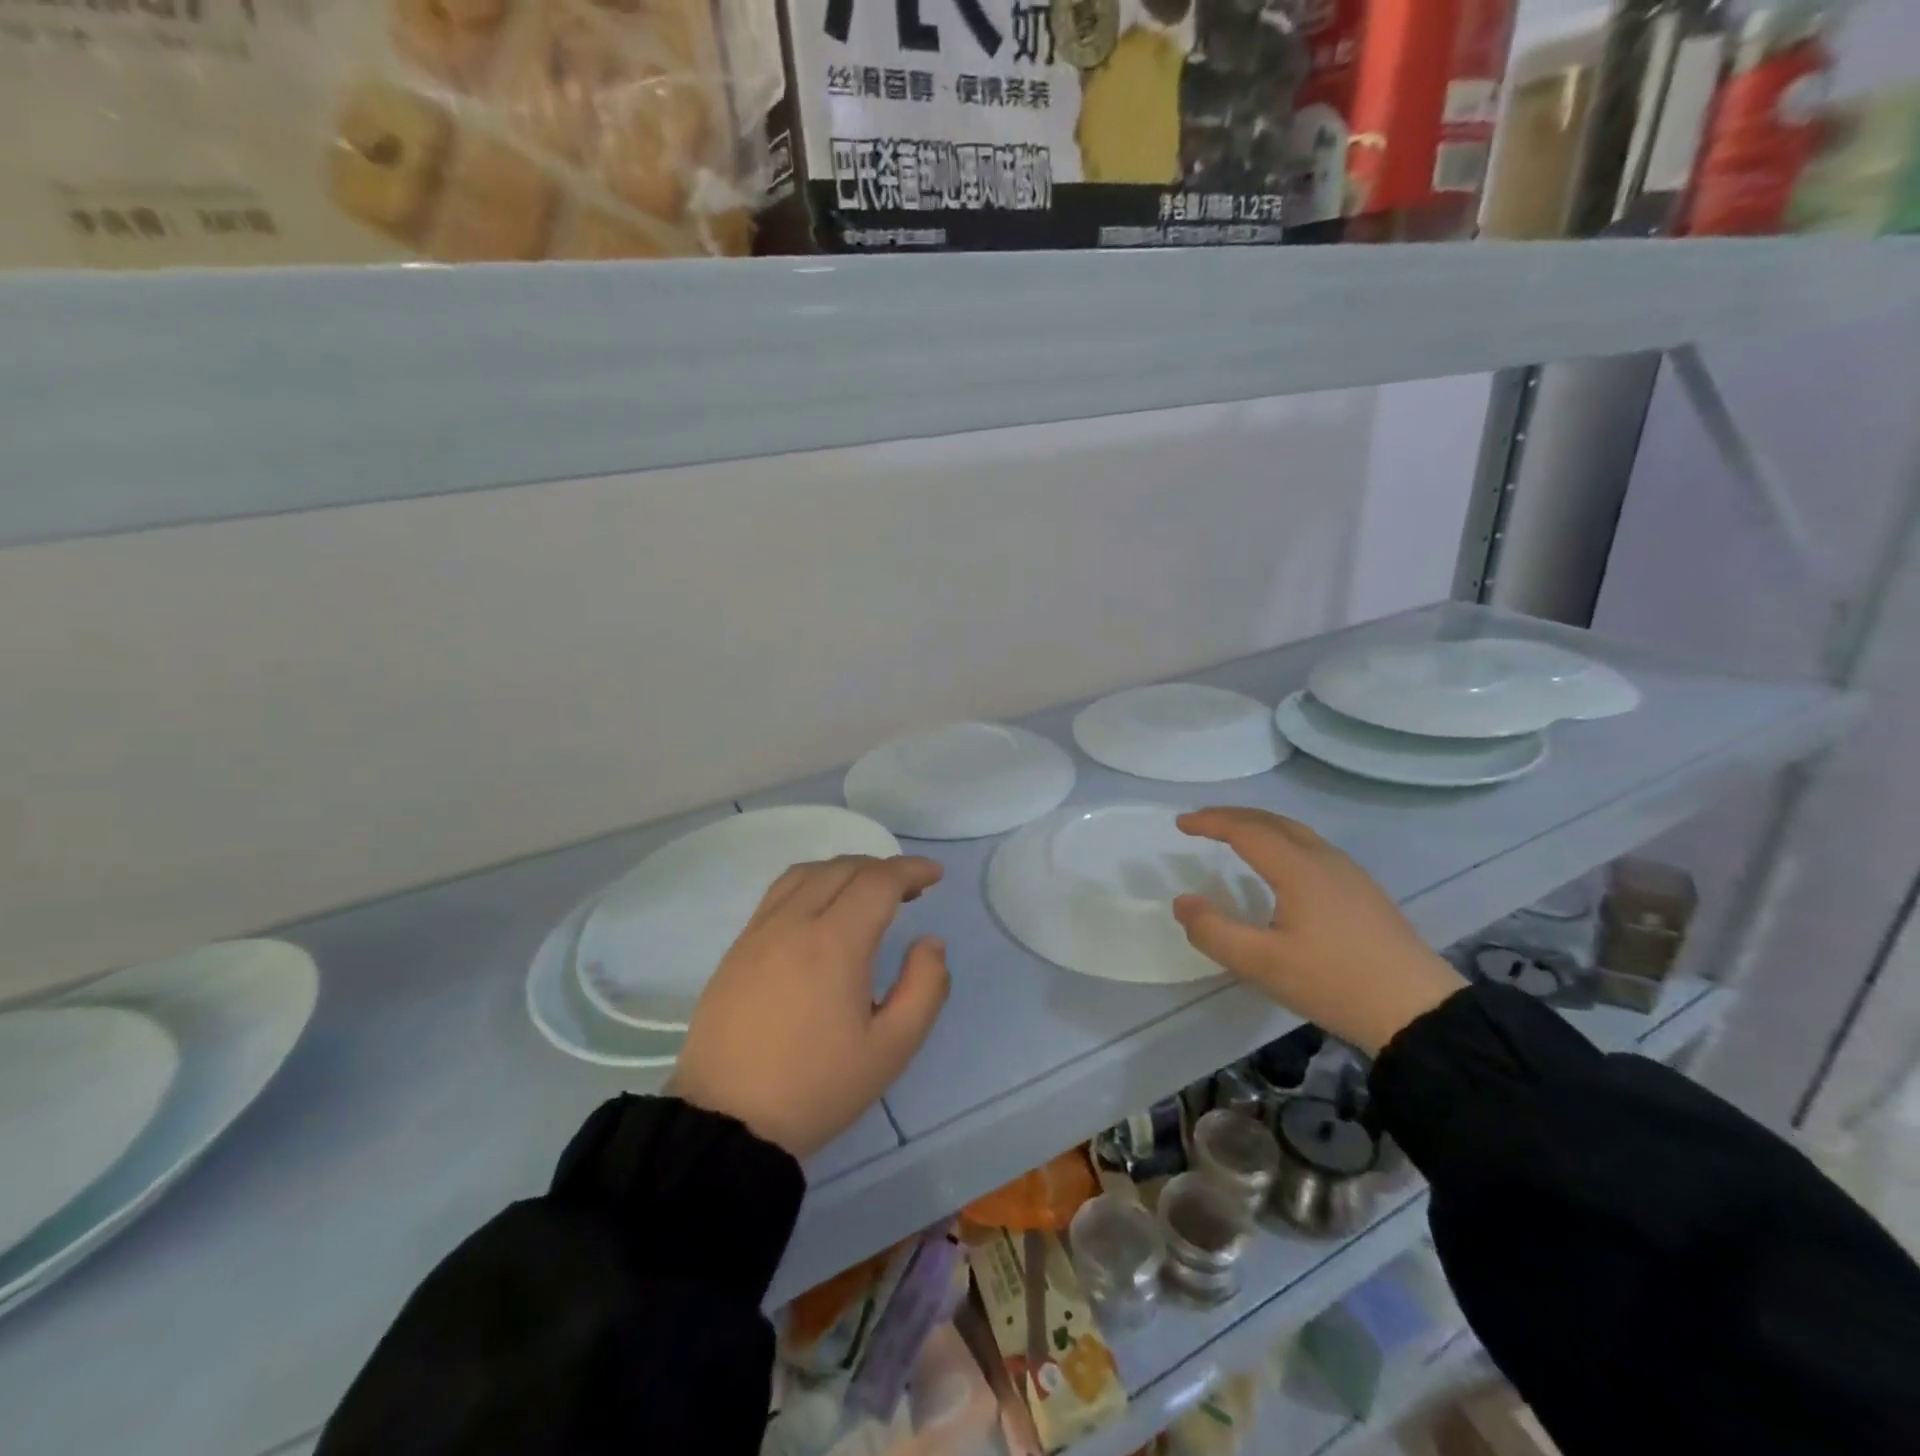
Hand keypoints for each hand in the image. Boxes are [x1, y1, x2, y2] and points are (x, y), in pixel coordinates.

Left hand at [669, 855, 949, 1159]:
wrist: (725, 1124)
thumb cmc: (816, 1088)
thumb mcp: (891, 1049)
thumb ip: (924, 988)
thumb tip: (930, 942)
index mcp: (834, 943)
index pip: (877, 881)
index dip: (910, 870)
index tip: (934, 875)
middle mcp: (793, 923)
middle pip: (842, 868)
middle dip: (882, 868)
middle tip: (908, 890)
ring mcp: (758, 932)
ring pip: (806, 873)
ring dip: (843, 870)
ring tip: (865, 891)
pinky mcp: (737, 948)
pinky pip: (778, 893)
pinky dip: (811, 884)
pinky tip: (820, 911)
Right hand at [1172, 808, 1464, 1055]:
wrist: (1418, 1011)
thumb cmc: (1334, 983)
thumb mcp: (1262, 964)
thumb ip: (1214, 931)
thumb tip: (1182, 902)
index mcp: (1298, 869)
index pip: (1246, 830)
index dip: (1210, 823)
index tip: (1181, 823)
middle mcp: (1325, 860)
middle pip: (1273, 821)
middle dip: (1234, 816)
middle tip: (1203, 822)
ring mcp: (1350, 875)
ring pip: (1297, 833)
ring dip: (1260, 826)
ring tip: (1235, 836)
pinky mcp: (1364, 893)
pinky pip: (1313, 848)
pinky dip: (1283, 841)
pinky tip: (1282, 866)